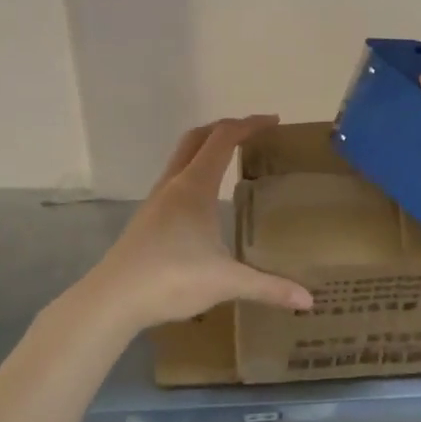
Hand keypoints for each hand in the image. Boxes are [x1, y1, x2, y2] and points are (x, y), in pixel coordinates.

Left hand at [75, 116, 313, 330]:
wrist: (112, 300)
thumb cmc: (171, 279)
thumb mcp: (226, 282)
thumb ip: (268, 286)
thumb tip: (308, 299)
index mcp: (194, 186)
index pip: (223, 138)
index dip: (249, 125)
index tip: (274, 122)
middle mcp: (173, 185)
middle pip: (197, 138)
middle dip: (226, 128)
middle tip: (254, 134)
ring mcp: (156, 201)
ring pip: (182, 158)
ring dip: (207, 149)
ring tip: (233, 161)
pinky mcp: (147, 219)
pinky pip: (176, 180)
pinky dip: (196, 173)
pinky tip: (207, 201)